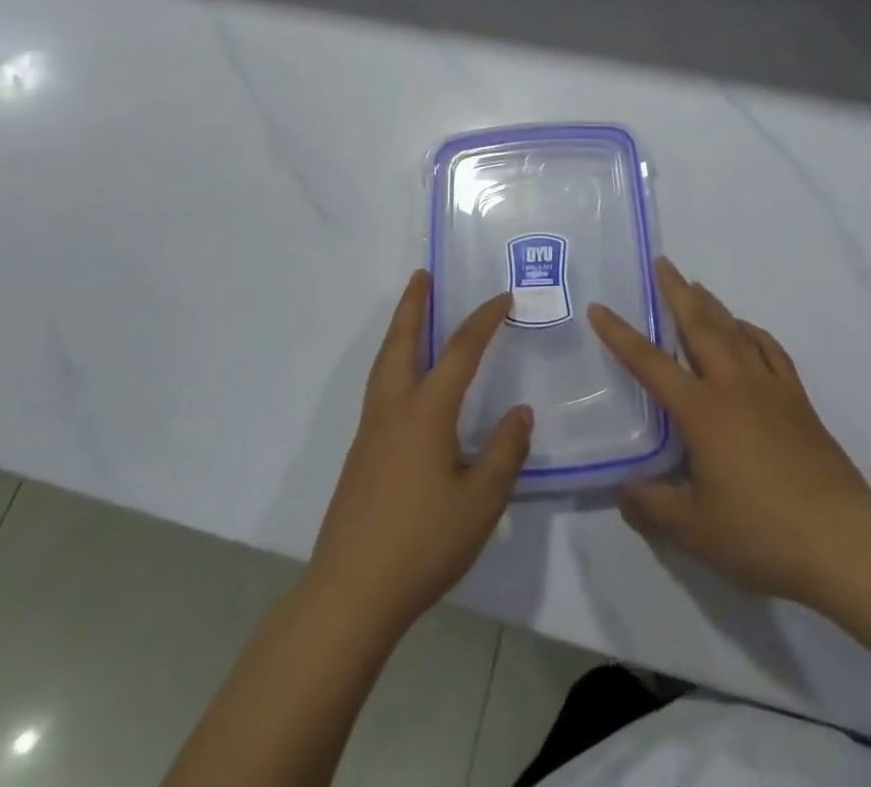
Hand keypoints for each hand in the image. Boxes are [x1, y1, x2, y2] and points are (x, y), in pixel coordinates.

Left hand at [308, 270, 532, 634]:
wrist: (350, 594)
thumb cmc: (422, 543)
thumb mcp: (480, 502)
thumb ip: (504, 452)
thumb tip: (520, 412)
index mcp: (425, 412)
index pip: (459, 351)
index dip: (483, 320)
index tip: (503, 298)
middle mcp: (393, 410)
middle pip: (401, 342)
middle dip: (413, 305)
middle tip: (422, 275)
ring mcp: (370, 432)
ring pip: (384, 364)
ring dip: (399, 331)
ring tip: (411, 316)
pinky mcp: (360, 456)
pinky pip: (379, 389)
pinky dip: (393, 363)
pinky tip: (405, 386)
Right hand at [588, 259, 870, 613]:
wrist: (842, 539)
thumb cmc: (761, 532)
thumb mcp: (695, 530)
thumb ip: (653, 506)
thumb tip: (623, 489)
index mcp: (701, 411)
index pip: (650, 363)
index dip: (621, 335)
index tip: (599, 307)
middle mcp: (732, 385)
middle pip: (699, 326)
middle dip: (677, 292)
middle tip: (662, 263)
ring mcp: (769, 388)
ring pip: (735, 331)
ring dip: (712, 305)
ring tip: (696, 286)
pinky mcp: (797, 400)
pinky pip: (771, 351)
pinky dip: (754, 332)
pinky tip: (746, 329)